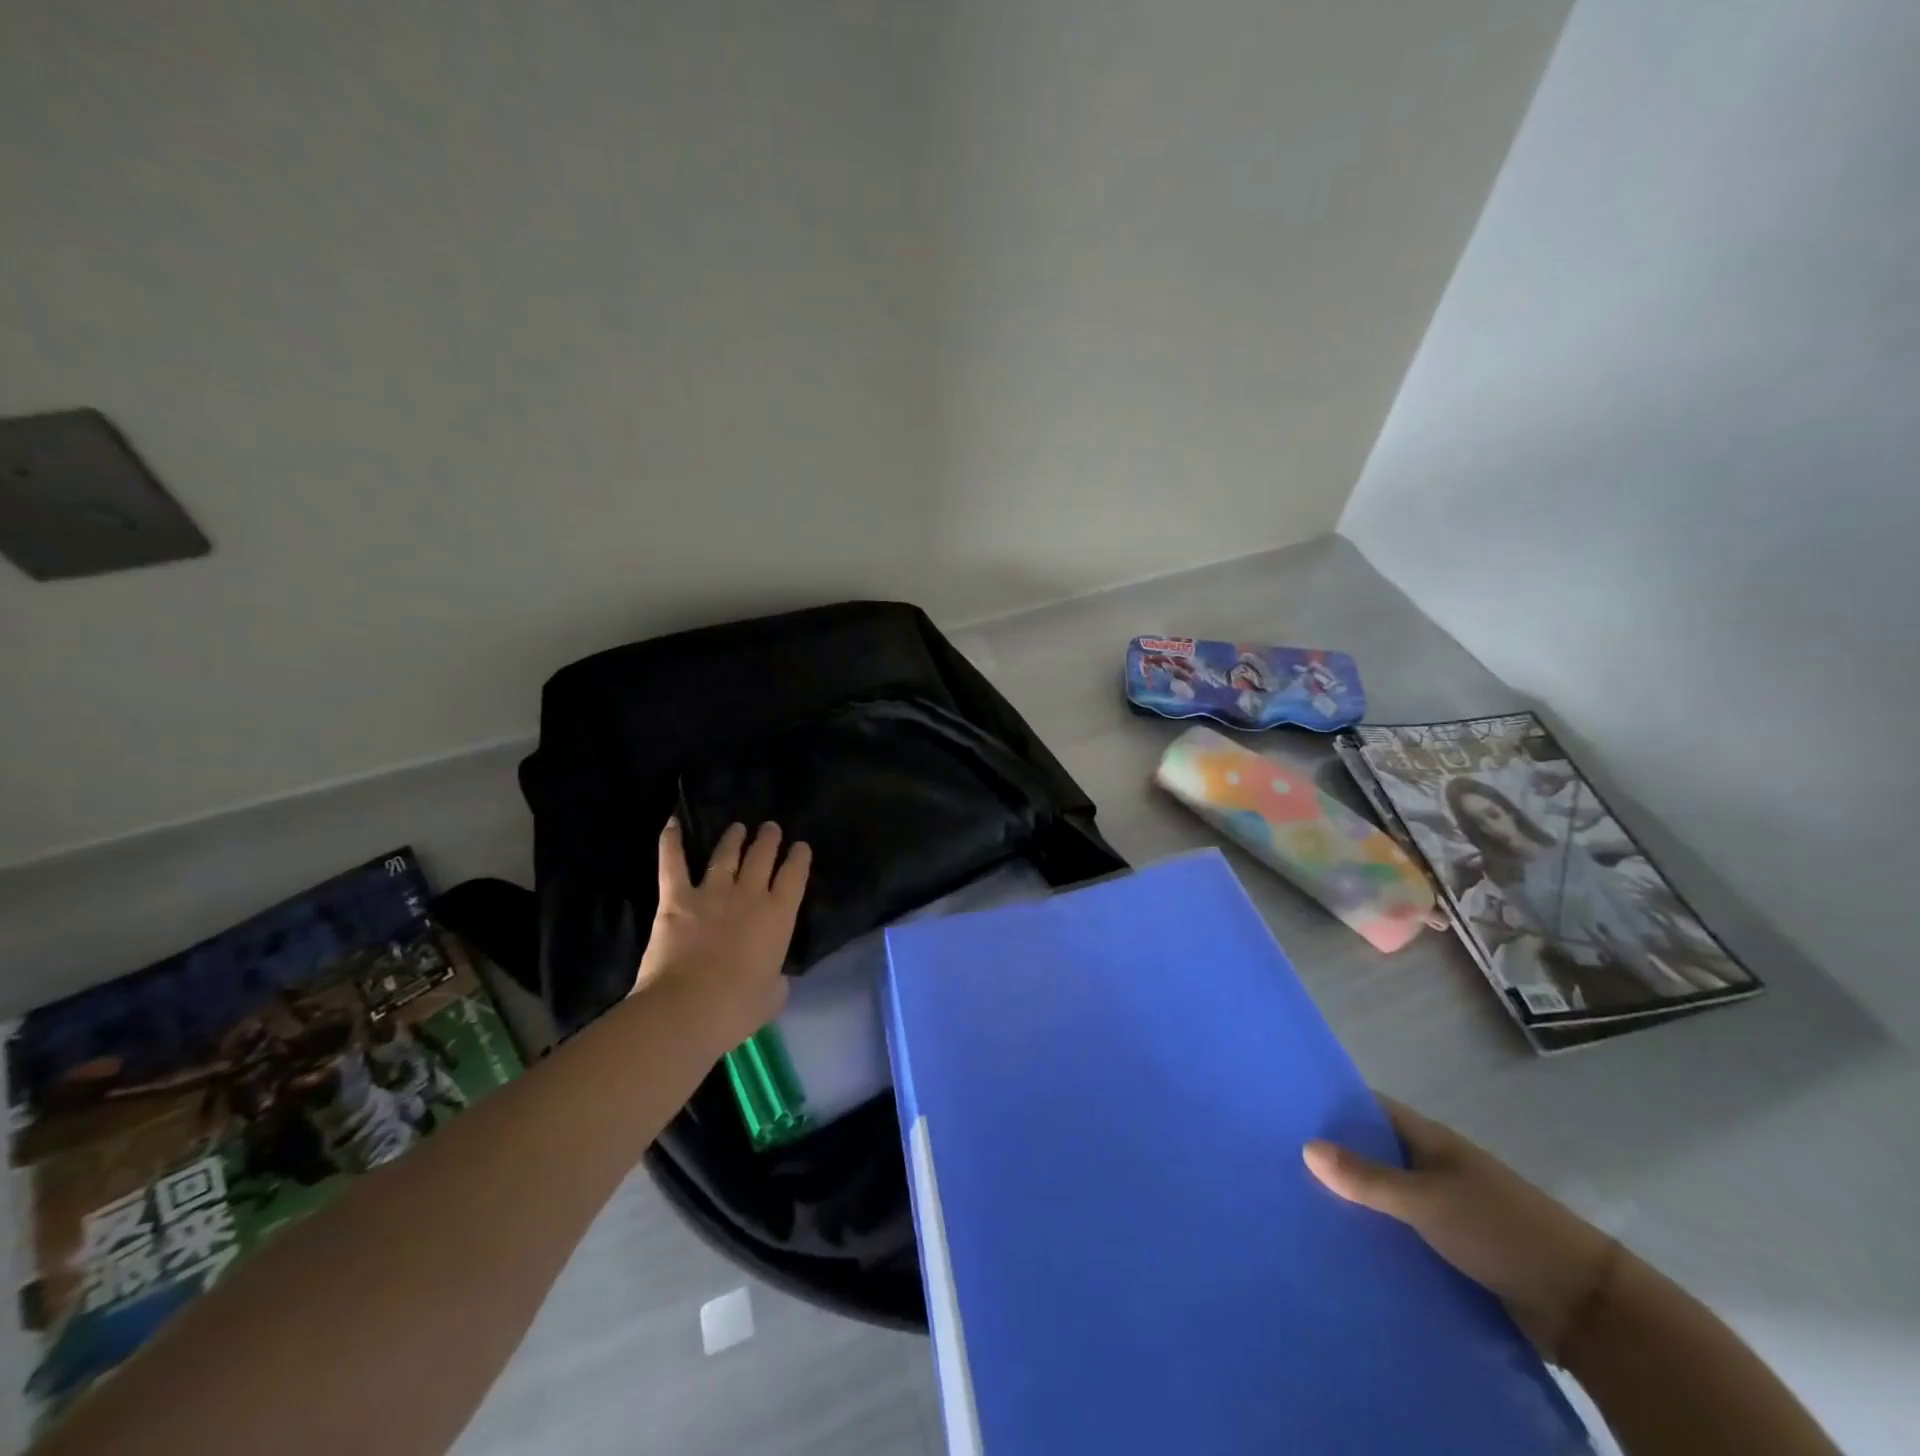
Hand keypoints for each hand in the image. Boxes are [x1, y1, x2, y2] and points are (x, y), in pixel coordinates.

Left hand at [633, 820, 810, 1056]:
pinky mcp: (676, 899)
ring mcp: (712, 894)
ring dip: (734, 839)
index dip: (799, 859)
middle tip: (771, 828)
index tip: (800, 848)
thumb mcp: (773, 996)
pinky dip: (671, 842)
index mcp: (778, 916)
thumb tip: (774, 976)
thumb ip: (777, 979)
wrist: (686, 1009)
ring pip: (726, 855)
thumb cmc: (736, 1008)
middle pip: (762, 857)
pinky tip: (672, 824)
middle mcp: (749, 896)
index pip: (794, 877)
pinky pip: (673, 863)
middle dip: (769, 840)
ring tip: (738, 828)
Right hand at [1303, 1098, 1614, 1358]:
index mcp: (1429, 1139)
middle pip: (1372, 1152)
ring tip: (1296, 1207)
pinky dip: (1376, 1237)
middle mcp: (1432, 1167)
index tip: (1284, 1110)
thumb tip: (1305, 1146)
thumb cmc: (1501, 1230)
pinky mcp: (1451, 1248)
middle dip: (1332, 1157)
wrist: (1583, 1306)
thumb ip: (1368, 1178)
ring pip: (1384, 1196)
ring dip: (1353, 1203)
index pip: (1369, 1109)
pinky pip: (1401, 1233)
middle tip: (1277, 1163)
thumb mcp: (1428, 1201)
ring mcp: (1443, 1208)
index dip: (1330, 1105)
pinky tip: (1342, 1248)